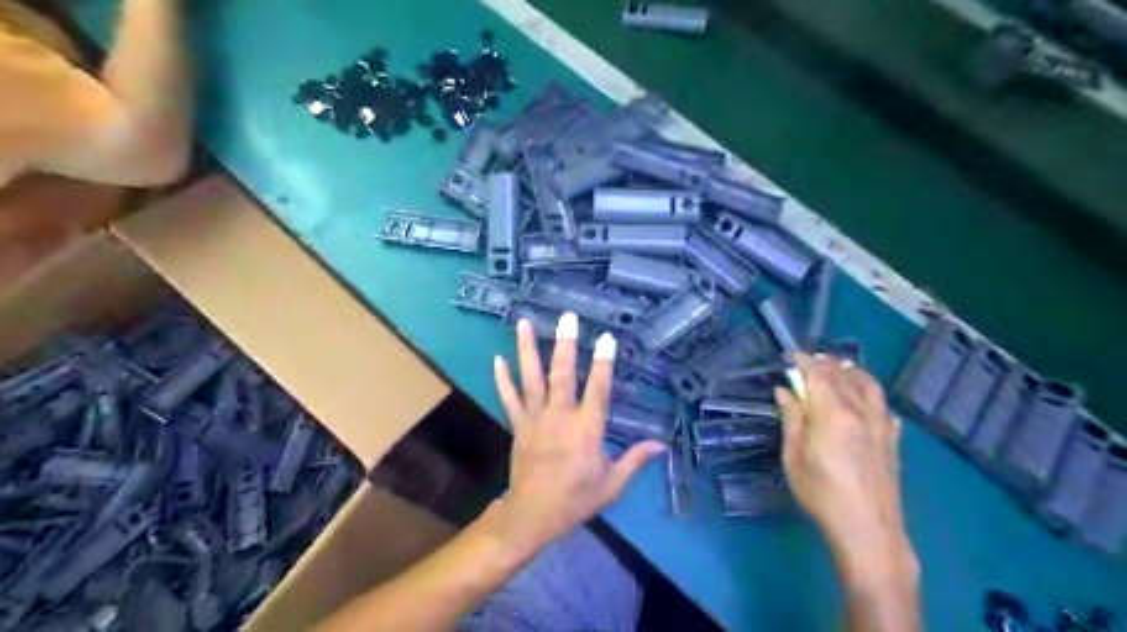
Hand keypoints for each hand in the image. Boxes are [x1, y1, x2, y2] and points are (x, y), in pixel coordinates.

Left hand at [490, 312, 662, 556]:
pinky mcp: (518, 425)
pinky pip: (509, 398)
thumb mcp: (612, 484)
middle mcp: (560, 417)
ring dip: (528, 349)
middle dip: (566, 344)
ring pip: (531, 379)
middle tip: (568, 317)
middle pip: (563, 374)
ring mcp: (535, 419)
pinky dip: (502, 379)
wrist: (532, 516)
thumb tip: (661, 445)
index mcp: (586, 429)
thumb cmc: (576, 499)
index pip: (598, 389)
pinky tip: (497, 358)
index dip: (604, 362)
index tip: (608, 338)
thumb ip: (634, 460)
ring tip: (524, 323)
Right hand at [780, 353, 909, 565]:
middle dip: (824, 363)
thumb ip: (792, 419)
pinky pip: (884, 405)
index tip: (788, 357)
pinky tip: (864, 400)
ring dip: (851, 371)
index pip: (818, 374)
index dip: (802, 361)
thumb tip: (785, 391)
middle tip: (807, 362)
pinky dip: (871, 394)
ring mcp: (881, 424)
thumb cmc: (821, 494)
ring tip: (837, 368)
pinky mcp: (892, 439)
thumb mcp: (794, 457)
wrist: (868, 530)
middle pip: (843, 375)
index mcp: (833, 414)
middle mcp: (860, 411)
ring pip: (869, 385)